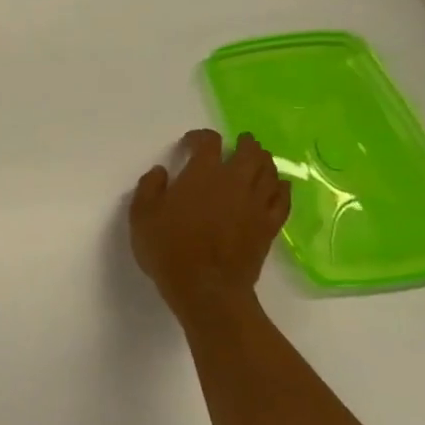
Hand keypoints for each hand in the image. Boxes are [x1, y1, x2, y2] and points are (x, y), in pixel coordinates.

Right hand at [129, 129, 290, 319]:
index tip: (191, 143)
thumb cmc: (168, 248)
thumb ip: (149, 187)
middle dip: (245, 143)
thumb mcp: (141, 215)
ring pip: (269, 172)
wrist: (206, 287)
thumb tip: (161, 171)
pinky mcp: (269, 225)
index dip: (200, 137)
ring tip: (259, 160)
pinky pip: (283, 199)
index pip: (208, 142)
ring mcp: (257, 204)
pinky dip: (281, 188)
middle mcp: (235, 182)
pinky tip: (278, 187)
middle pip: (249, 152)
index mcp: (202, 174)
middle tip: (240, 142)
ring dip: (264, 161)